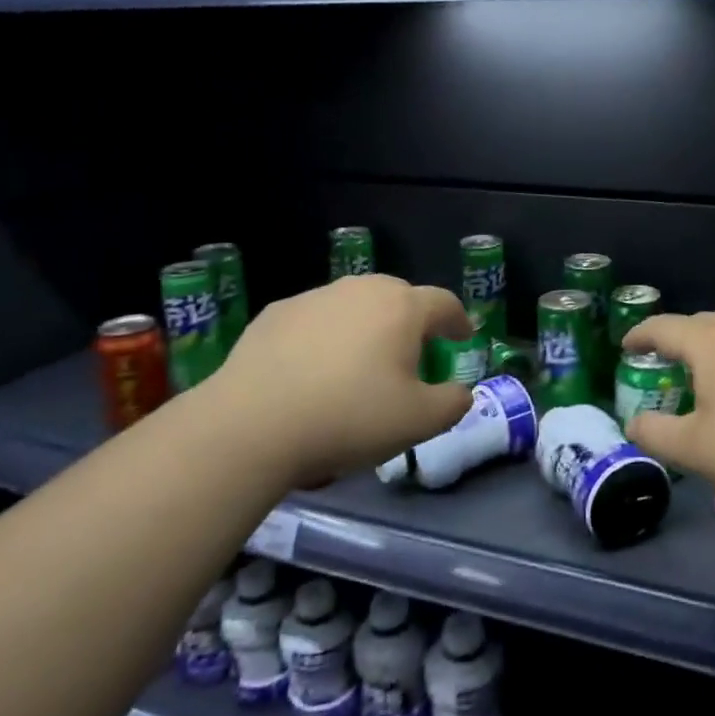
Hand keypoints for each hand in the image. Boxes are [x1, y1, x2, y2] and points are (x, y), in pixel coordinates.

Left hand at [203, 275, 474, 486]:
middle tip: (412, 355)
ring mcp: (315, 297)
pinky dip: (325, 338)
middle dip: (412, 322)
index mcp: (403, 308)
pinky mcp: (276, 314)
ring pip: (354, 306)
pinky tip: (313, 372)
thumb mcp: (419, 423)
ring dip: (366, 328)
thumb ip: (452, 403)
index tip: (462, 338)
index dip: (458, 321)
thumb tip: (459, 391)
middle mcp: (361, 290)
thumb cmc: (349, 418)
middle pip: (399, 297)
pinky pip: (316, 320)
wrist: (252, 425)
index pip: (444, 303)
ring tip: (359, 366)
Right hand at [621, 311, 714, 516]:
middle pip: (703, 322)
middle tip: (666, 356)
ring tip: (709, 370)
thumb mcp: (694, 451)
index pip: (665, 327)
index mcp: (712, 344)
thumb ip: (655, 434)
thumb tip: (635, 423)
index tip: (626, 345)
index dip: (641, 334)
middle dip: (679, 336)